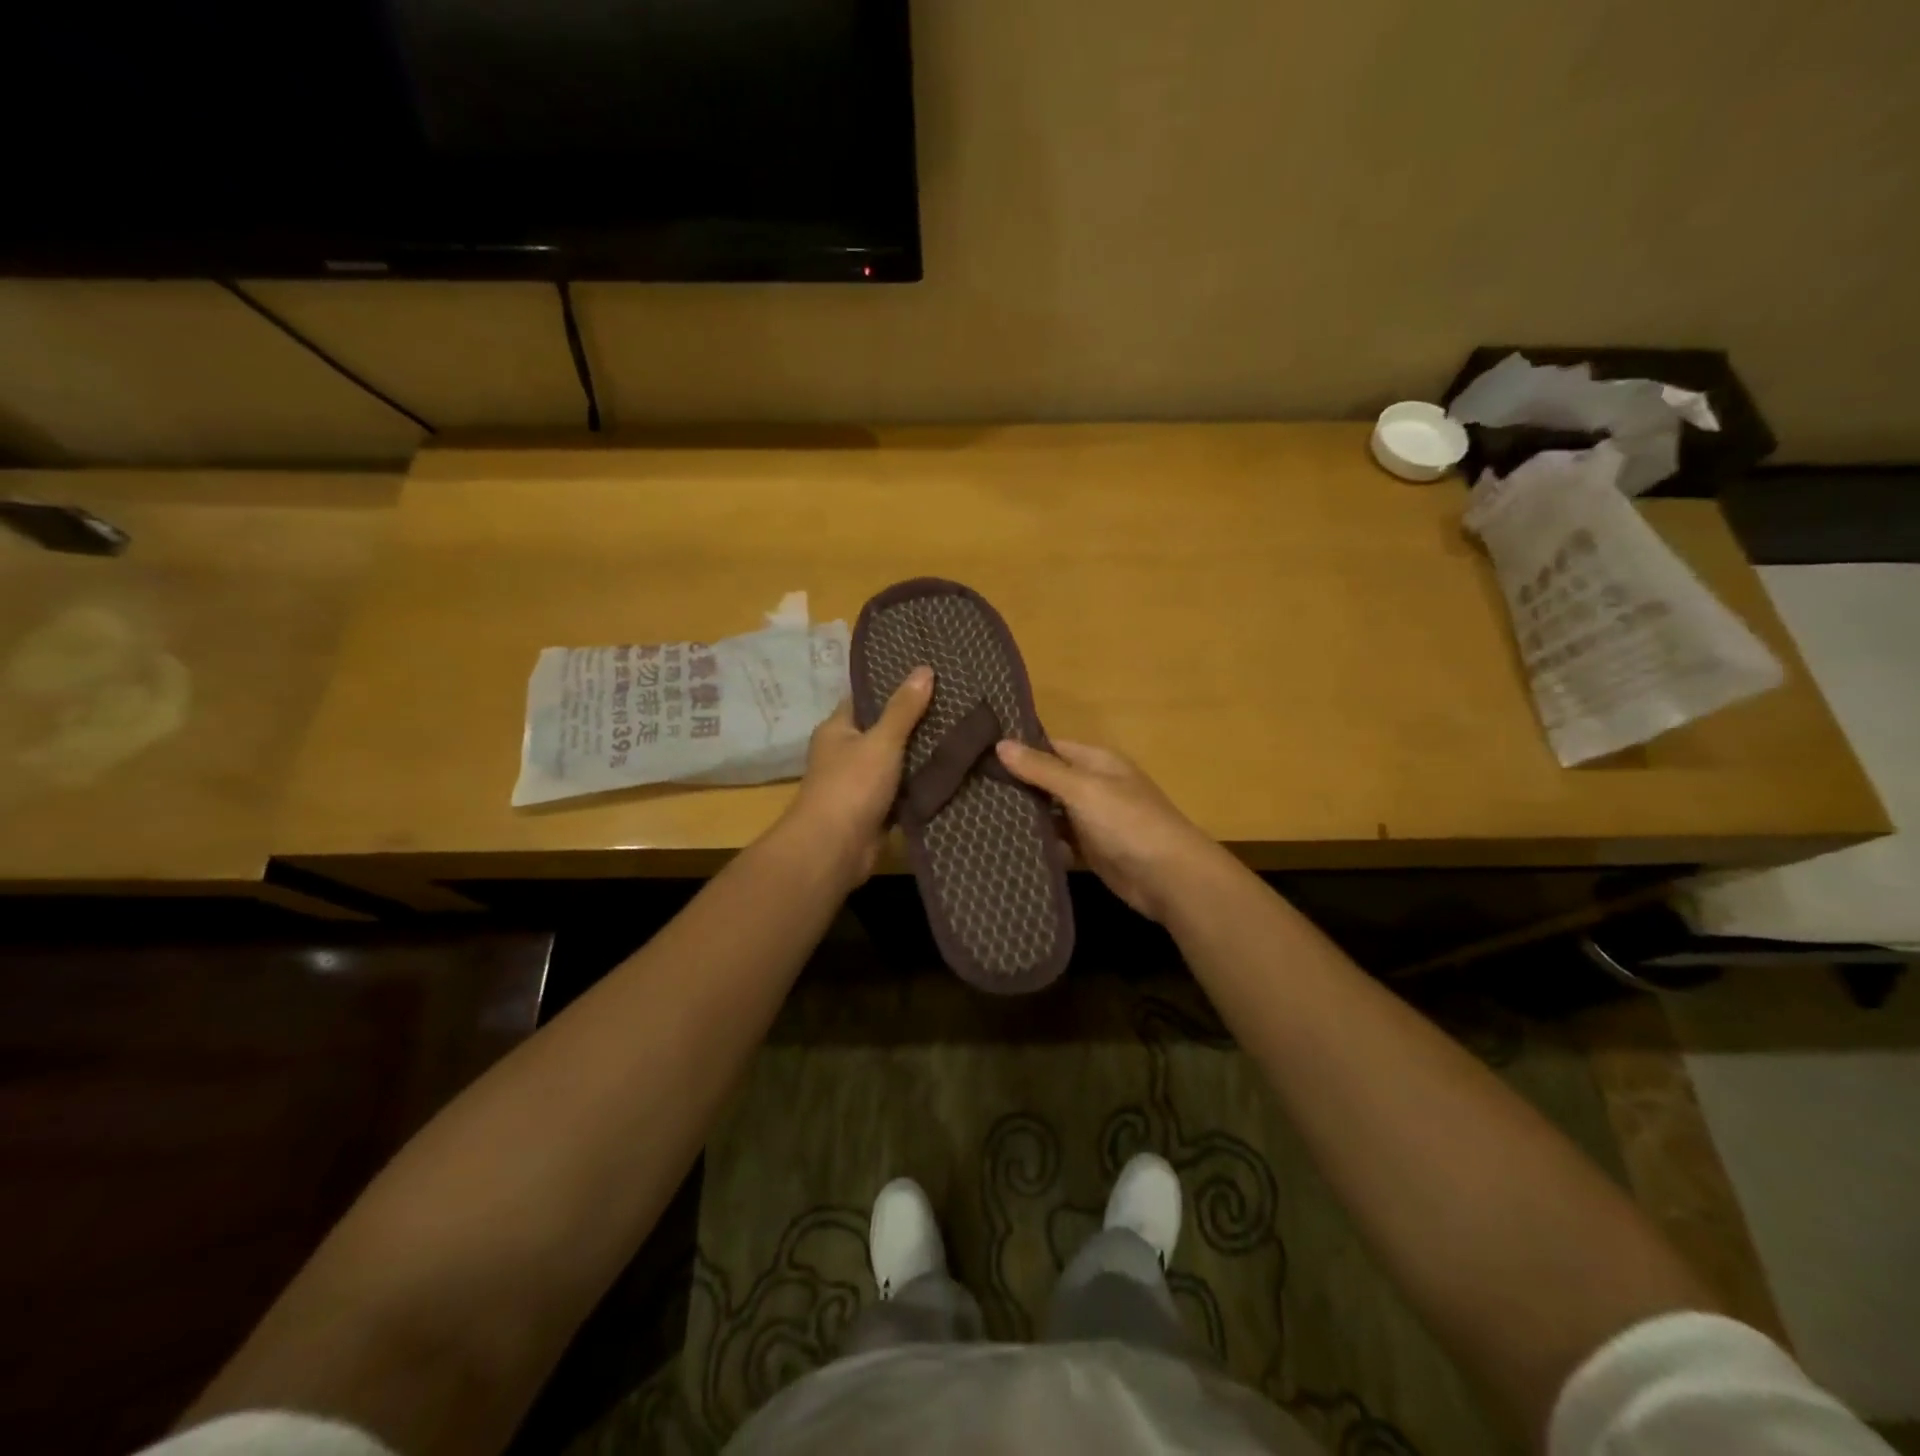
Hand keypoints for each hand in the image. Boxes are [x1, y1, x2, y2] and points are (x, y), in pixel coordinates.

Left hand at [780, 666, 933, 883]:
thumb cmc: (852, 785)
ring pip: (896, 762)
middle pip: (884, 730)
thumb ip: (904, 709)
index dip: (893, 686)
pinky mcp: (876, 810)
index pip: (866, 698)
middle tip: (954, 703)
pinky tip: (952, 771)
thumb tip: (924, 669)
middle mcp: (846, 753)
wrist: (834, 849)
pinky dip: (921, 785)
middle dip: (915, 721)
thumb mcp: (882, 740)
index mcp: (838, 729)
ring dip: (921, 754)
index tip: (927, 675)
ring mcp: (860, 783)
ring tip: (961, 732)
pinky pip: (903, 790)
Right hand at [997, 738, 1220, 922]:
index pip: (1050, 747)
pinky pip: (1060, 844)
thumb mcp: (1082, 788)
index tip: (979, 755)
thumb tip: (1000, 744)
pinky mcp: (1092, 852)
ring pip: (1052, 815)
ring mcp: (1094, 821)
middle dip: (1017, 787)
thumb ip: (1041, 769)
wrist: (1169, 878)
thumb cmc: (1127, 822)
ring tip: (978, 819)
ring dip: (1026, 819)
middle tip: (971, 790)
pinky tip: (1008, 849)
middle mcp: (1094, 787)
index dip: (1019, 750)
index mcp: (1096, 762)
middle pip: (1048, 782)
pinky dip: (1042, 846)